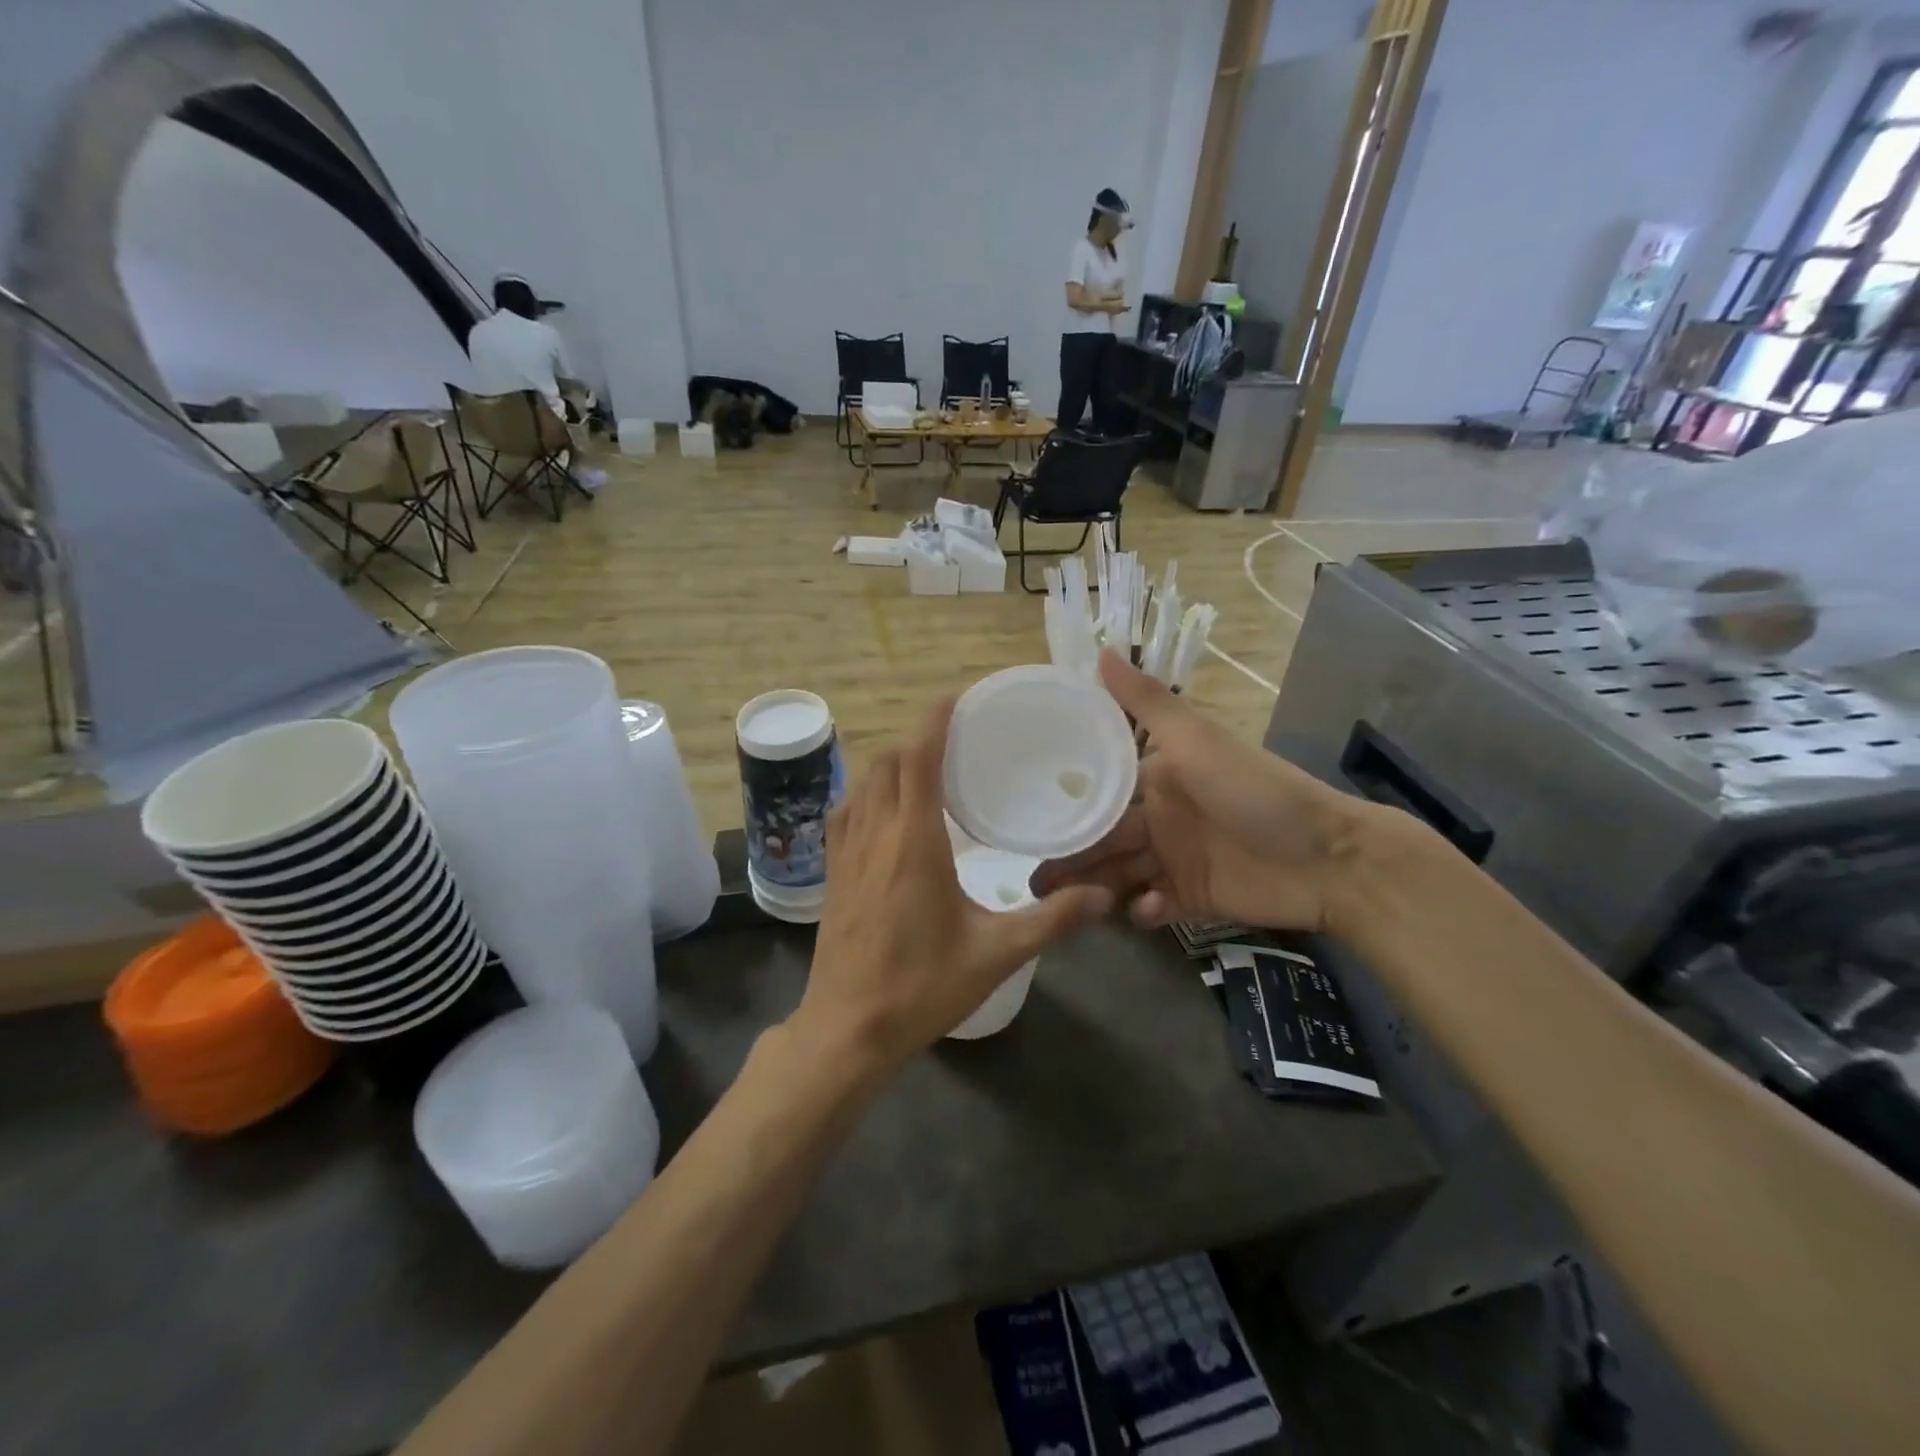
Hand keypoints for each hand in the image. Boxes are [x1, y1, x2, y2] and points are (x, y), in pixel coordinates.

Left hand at [791, 700, 1112, 1076]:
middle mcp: (875, 833)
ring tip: (927, 773)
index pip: (918, 758)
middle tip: (955, 745)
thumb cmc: (922, 986)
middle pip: (888, 762)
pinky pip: (845, 812)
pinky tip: (887, 814)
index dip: (935, 721)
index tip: (956, 698)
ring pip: (864, 783)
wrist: (848, 1029)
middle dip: (918, 741)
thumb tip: (1104, 896)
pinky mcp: (831, 873)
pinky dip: (868, 794)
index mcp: (913, 841)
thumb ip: (1053, 919)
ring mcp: (845, 852)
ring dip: (892, 766)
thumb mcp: (997, 953)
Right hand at [1031, 653, 1377, 935]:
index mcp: (1155, 779)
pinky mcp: (1191, 899)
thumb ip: (1146, 702)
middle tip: (1034, 881)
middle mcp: (1158, 818)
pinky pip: (1152, 906)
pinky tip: (1140, 910)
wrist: (1329, 859)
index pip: (1098, 793)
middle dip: (1070, 858)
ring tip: (1064, 906)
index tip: (1026, 823)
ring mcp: (1174, 860)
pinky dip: (1142, 910)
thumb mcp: (1197, 740)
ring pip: (1119, 874)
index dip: (1066, 807)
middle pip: (1102, 840)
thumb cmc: (1256, 792)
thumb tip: (1099, 650)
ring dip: (1094, 887)